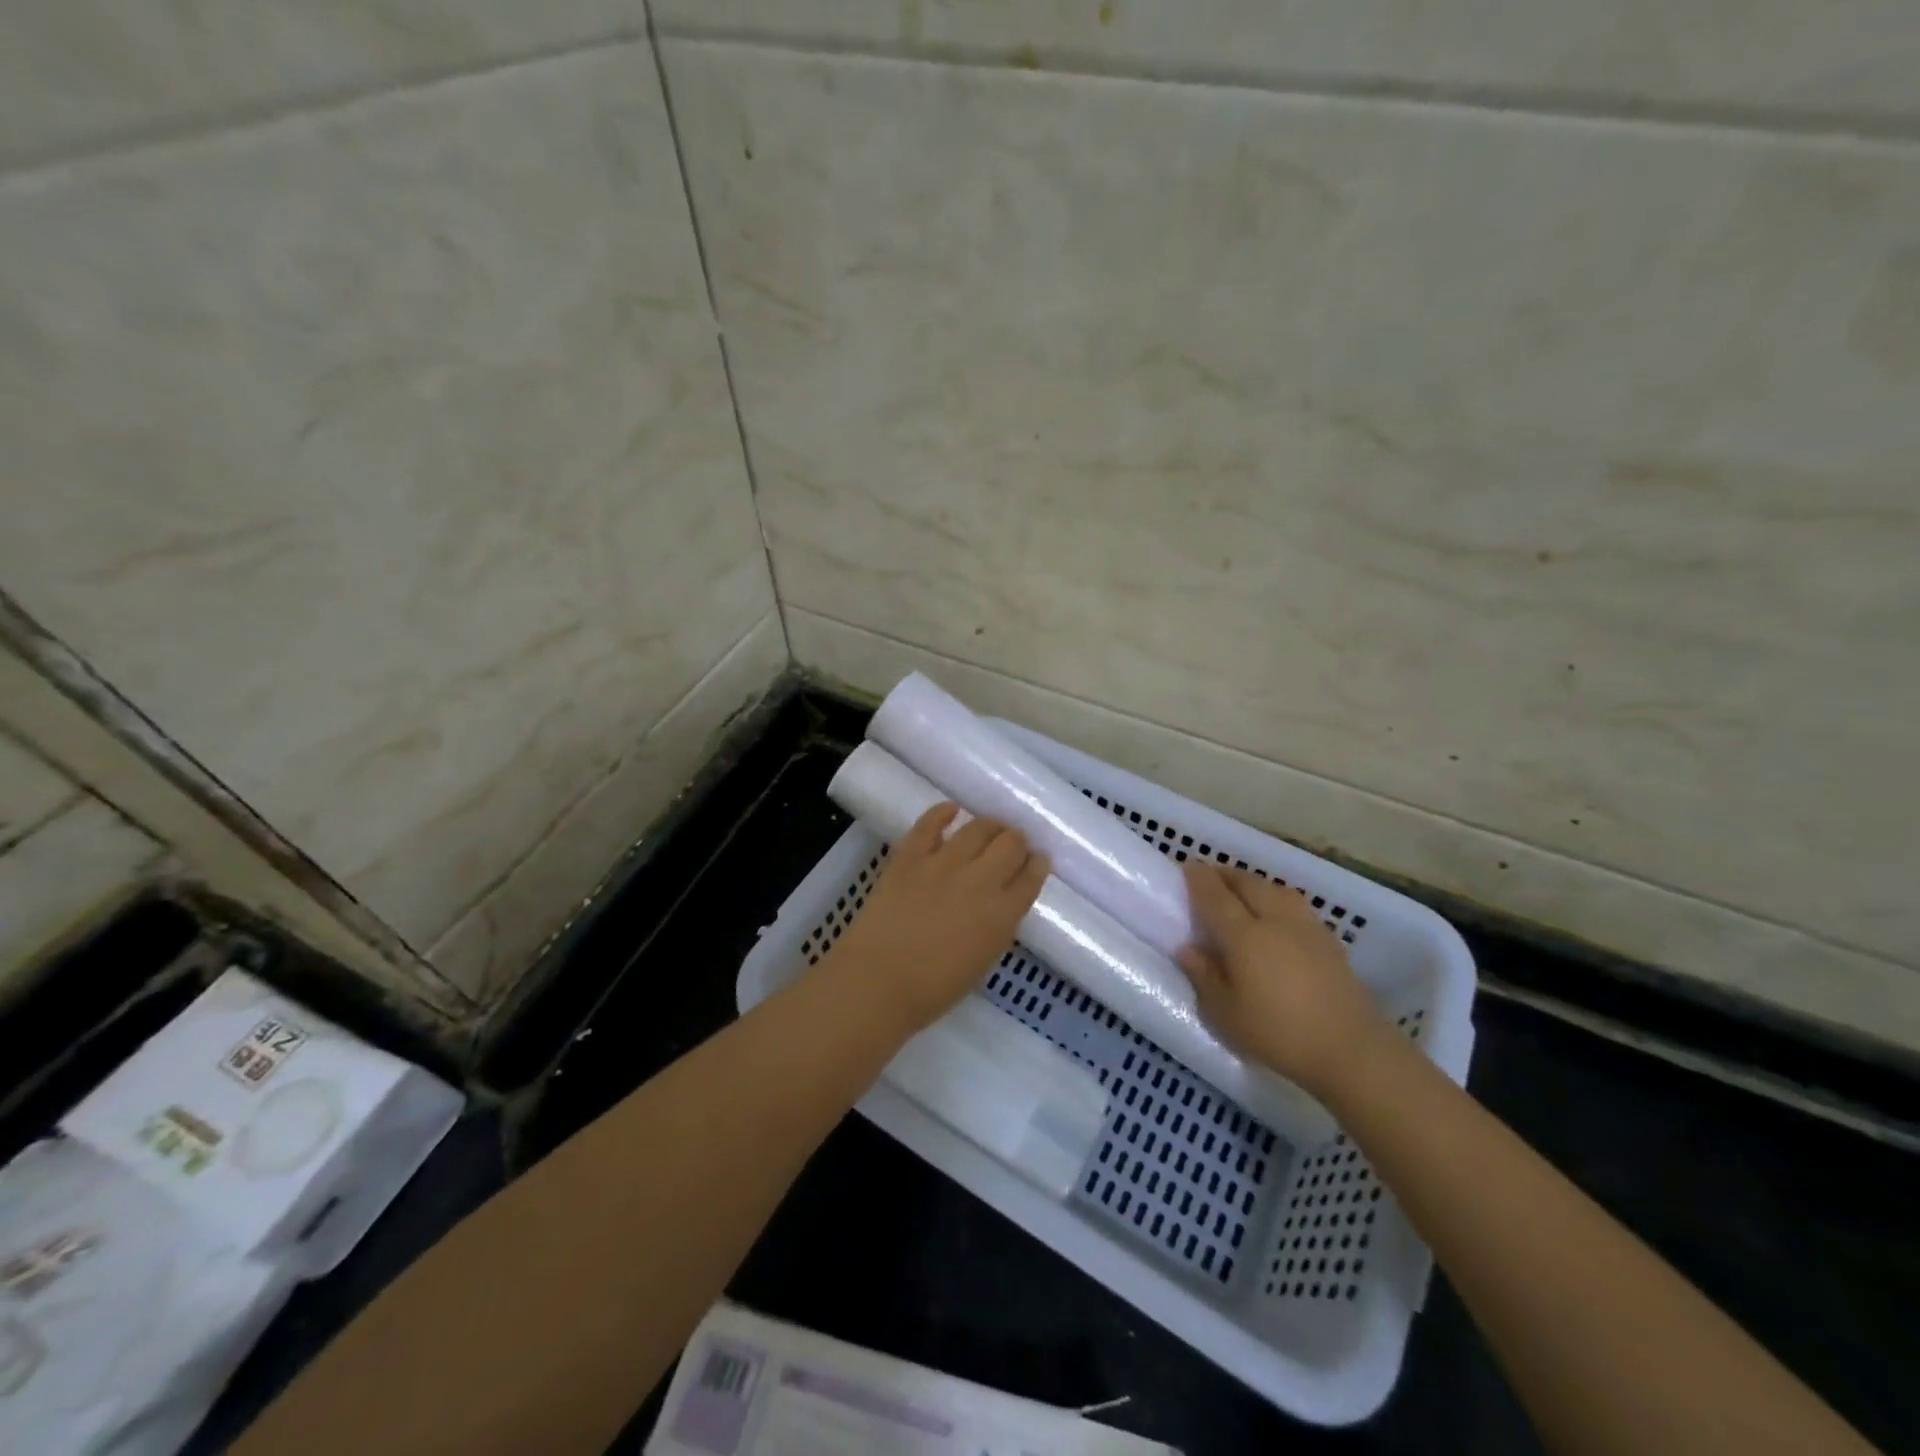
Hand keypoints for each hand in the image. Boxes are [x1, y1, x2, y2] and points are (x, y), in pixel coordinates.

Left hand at [825, 803, 1048, 1033]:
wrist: (877, 982)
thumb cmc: (932, 989)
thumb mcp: (981, 962)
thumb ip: (995, 927)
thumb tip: (996, 905)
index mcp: (1002, 916)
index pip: (1031, 878)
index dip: (1037, 864)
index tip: (1037, 859)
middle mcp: (980, 881)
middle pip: (1011, 845)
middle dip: (1017, 841)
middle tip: (1013, 843)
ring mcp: (943, 864)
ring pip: (978, 828)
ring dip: (990, 825)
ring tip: (990, 827)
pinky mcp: (910, 857)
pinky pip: (930, 824)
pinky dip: (942, 813)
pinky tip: (951, 809)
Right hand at [1177, 862, 1388, 1099]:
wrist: (1353, 1051)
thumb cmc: (1279, 1033)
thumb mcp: (1226, 1014)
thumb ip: (1204, 976)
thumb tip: (1187, 948)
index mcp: (1244, 935)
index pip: (1215, 895)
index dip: (1198, 878)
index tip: (1186, 866)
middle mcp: (1275, 920)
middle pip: (1248, 883)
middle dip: (1226, 874)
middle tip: (1210, 878)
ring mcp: (1306, 928)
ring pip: (1275, 889)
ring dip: (1254, 883)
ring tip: (1242, 892)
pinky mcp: (1329, 941)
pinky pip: (1295, 905)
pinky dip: (1277, 899)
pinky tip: (1277, 916)